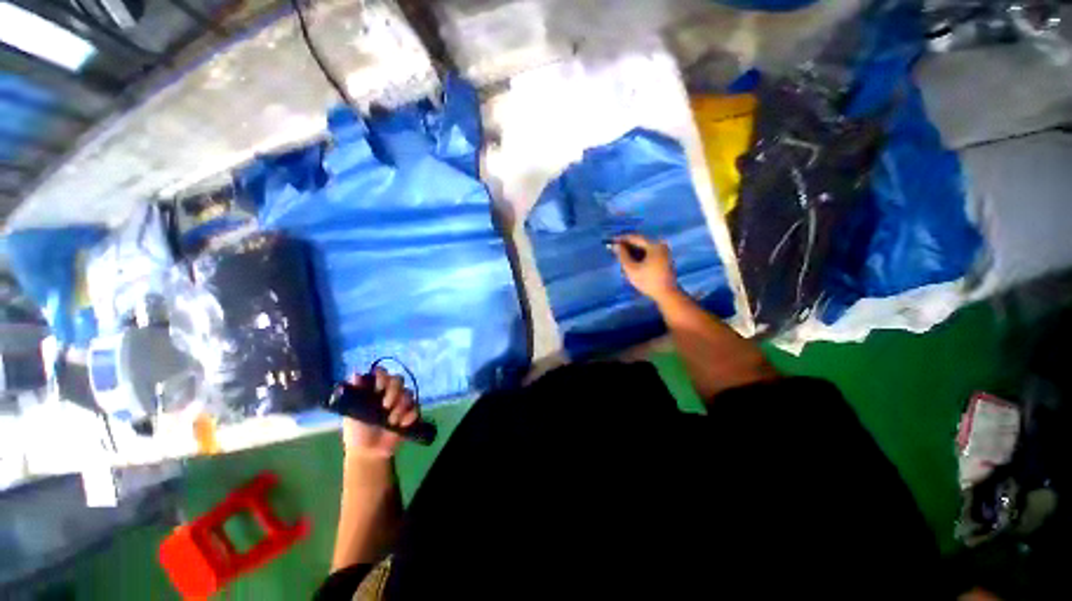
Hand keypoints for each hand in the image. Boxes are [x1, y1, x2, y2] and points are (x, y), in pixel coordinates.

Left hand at [341, 367, 418, 459]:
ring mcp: (402, 401)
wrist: (369, 452)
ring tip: (392, 421)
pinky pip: (416, 407)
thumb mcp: (351, 412)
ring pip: (408, 392)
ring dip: (401, 406)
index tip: (378, 388)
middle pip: (398, 379)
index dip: (383, 377)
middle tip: (385, 406)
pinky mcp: (411, 412)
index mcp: (375, 389)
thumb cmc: (357, 431)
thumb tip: (355, 374)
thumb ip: (355, 394)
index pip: (382, 372)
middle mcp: (390, 392)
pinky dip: (409, 416)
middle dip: (394, 391)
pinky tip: (401, 425)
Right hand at [611, 234, 678, 301]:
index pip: (635, 237)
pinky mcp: (664, 260)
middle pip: (640, 243)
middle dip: (627, 247)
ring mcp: (664, 253)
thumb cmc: (648, 281)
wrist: (667, 294)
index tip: (611, 241)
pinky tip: (631, 263)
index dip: (622, 239)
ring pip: (644, 249)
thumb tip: (615, 246)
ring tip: (621, 258)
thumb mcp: (631, 269)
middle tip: (615, 251)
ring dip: (632, 253)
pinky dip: (639, 257)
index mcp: (654, 245)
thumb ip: (622, 256)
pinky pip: (649, 254)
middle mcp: (660, 246)